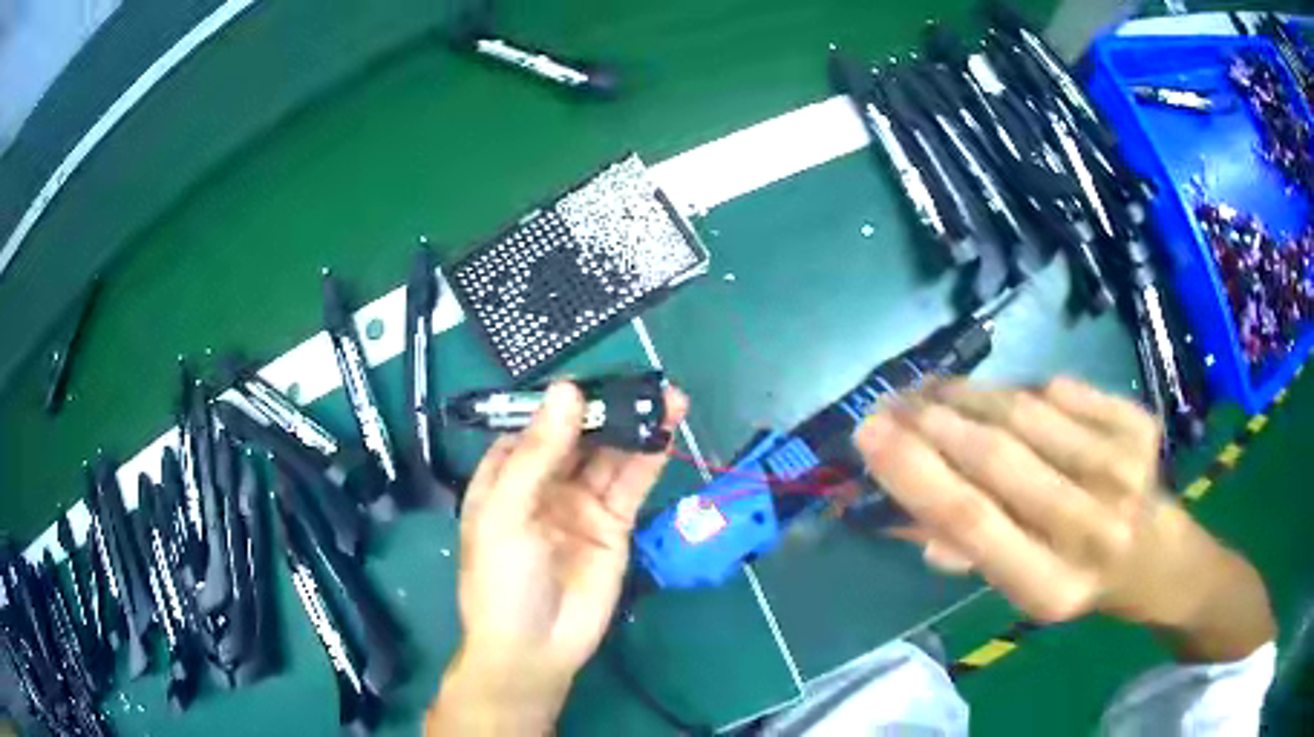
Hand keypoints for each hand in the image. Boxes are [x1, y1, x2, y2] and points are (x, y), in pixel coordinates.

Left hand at [428, 381, 688, 733]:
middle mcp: (546, 483)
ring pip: (611, 455)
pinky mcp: (614, 525)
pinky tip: (667, 430)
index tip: (596, 377)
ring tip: (667, 396)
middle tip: (643, 380)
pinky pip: (632, 485)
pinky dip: (649, 458)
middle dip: (609, 409)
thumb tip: (567, 391)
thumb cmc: (502, 579)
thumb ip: (539, 453)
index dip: (564, 401)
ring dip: (636, 426)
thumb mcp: (507, 512)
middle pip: (580, 435)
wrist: (535, 648)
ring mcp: (581, 503)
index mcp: (507, 475)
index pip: (537, 424)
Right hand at [855, 377, 1272, 661]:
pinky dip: (1020, 390)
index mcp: (1053, 587)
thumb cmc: (1081, 582)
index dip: (915, 471)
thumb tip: (899, 511)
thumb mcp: (1020, 590)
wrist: (1159, 556)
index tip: (869, 432)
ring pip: (1026, 412)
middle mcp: (1092, 527)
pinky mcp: (1138, 424)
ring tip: (928, 391)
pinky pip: (1061, 390)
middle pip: (998, 458)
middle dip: (932, 421)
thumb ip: (964, 550)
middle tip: (888, 401)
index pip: (973, 520)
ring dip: (966, 395)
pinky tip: (999, 399)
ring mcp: (1122, 468)